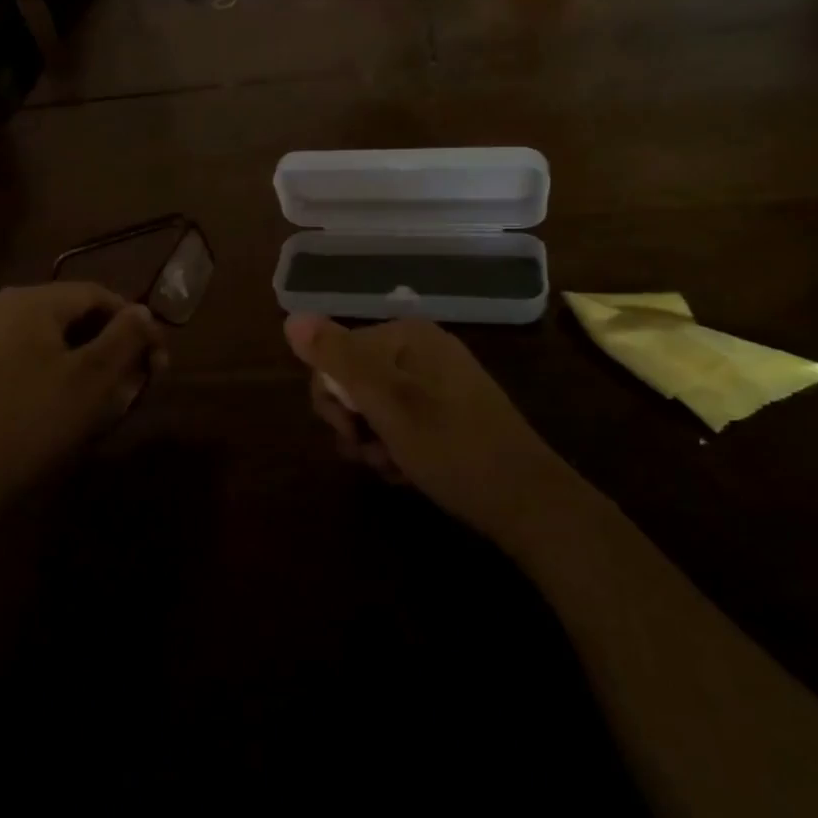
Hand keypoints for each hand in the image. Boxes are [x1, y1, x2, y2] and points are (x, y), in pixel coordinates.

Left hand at [0, 284, 164, 516]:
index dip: (135, 323)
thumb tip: (143, 311)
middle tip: (137, 381)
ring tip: (109, 396)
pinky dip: (57, 370)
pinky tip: (69, 404)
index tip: (158, 361)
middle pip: (74, 314)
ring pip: (52, 338)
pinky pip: (28, 356)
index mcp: (30, 300)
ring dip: (88, 359)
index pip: (98, 295)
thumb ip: (125, 336)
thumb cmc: (35, 420)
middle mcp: (1, 307)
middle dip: (112, 344)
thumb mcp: (94, 377)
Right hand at [286, 314, 569, 547]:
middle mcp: (420, 349)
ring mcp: (435, 381)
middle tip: (372, 453)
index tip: (350, 432)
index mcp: (407, 336)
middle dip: (354, 423)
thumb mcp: (387, 403)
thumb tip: (291, 317)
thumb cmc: (452, 447)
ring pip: (374, 407)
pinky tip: (408, 471)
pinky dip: (395, 447)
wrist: (526, 500)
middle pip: (353, 380)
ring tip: (394, 467)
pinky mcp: (446, 411)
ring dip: (372, 441)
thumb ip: (338, 359)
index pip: (336, 354)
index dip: (332, 398)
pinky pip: (400, 421)